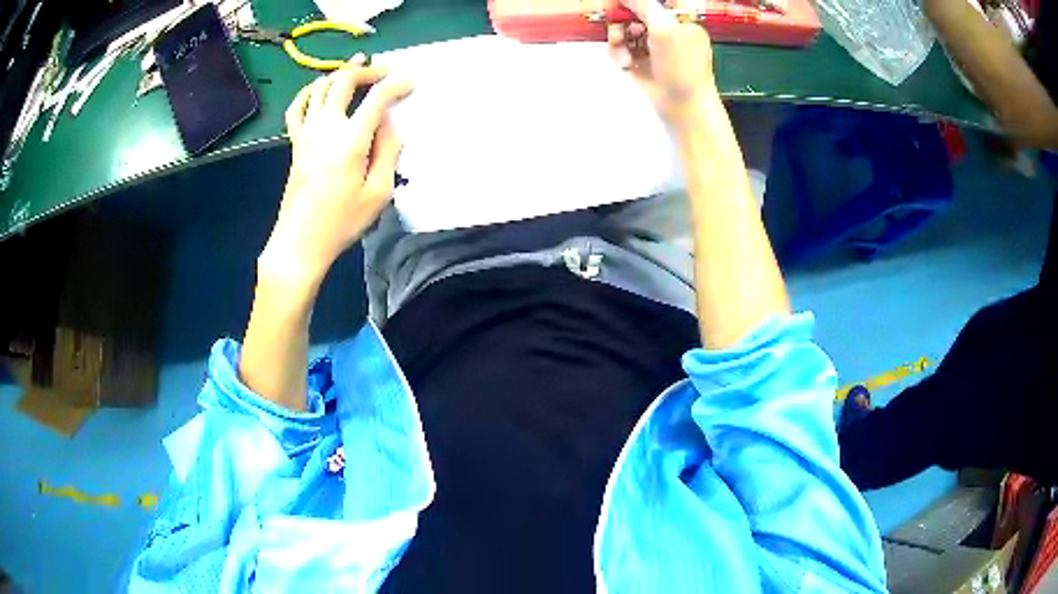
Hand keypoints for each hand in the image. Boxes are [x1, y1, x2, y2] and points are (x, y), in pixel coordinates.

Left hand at [260, 54, 412, 287]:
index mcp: (350, 141)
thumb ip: (388, 152)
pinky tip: (319, 89)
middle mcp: (326, 128)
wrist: (300, 241)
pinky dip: (309, 91)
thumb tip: (390, 123)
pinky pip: (298, 106)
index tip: (410, 84)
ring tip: (357, 68)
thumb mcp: (379, 193)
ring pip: (320, 87)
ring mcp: (306, 133)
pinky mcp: (295, 141)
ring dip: (340, 73)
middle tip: (385, 72)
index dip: (397, 85)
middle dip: (368, 71)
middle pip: (344, 81)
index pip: (376, 98)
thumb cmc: (342, 222)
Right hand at [607, 0, 717, 121]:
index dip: (634, 2)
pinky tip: (624, 62)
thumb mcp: (664, 29)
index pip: (653, 2)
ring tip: (622, 51)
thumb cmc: (682, 67)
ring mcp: (652, 45)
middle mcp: (666, 29)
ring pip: (623, 29)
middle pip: (634, 12)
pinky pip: (620, 47)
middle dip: (622, 18)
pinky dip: (618, 52)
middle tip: (615, 23)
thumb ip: (643, 6)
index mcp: (680, 18)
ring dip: (617, 37)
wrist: (683, 106)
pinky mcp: (639, 60)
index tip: (619, 3)